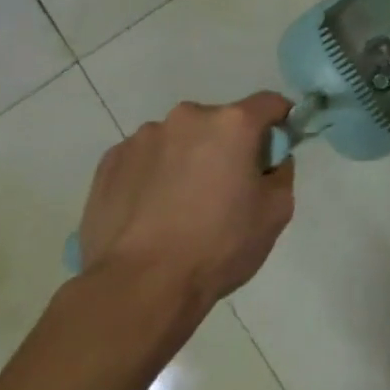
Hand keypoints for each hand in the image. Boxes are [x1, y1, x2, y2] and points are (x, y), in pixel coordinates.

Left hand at [76, 93, 295, 314]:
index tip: (277, 149)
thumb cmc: (219, 245)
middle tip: (228, 188)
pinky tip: (153, 212)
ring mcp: (142, 138)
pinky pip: (146, 159)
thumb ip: (281, 173)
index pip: (270, 103)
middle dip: (229, 145)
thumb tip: (271, 162)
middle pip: (221, 122)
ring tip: (183, 205)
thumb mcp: (277, 212)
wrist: (140, 286)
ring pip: (180, 140)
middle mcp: (187, 118)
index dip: (280, 122)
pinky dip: (155, 174)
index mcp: (232, 124)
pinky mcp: (109, 163)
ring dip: (189, 158)